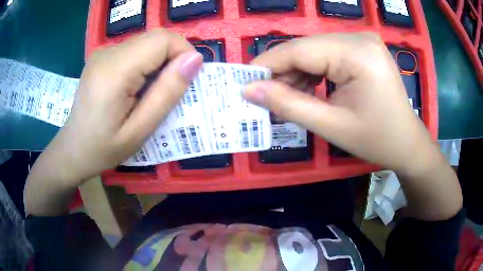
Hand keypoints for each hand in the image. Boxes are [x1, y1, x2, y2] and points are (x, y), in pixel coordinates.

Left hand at [42, 29, 202, 184]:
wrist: (73, 149)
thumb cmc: (104, 148)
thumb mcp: (140, 131)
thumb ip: (167, 93)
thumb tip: (195, 60)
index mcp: (114, 71)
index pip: (162, 40)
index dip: (183, 53)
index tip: (187, 80)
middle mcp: (107, 53)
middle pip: (155, 38)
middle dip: (173, 58)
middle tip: (169, 90)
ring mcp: (103, 52)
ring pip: (147, 42)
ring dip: (159, 62)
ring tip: (151, 92)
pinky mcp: (102, 55)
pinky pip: (135, 49)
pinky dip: (146, 63)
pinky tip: (137, 86)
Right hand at [243, 33, 436, 174]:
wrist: (407, 142)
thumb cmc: (376, 139)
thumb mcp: (331, 126)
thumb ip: (287, 104)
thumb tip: (249, 90)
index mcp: (357, 53)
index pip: (299, 50)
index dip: (267, 64)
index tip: (244, 82)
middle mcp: (359, 38)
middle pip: (306, 48)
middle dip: (282, 72)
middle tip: (265, 97)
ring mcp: (362, 41)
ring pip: (314, 51)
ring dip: (296, 73)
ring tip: (286, 98)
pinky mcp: (361, 48)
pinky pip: (327, 54)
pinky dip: (312, 72)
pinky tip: (307, 90)